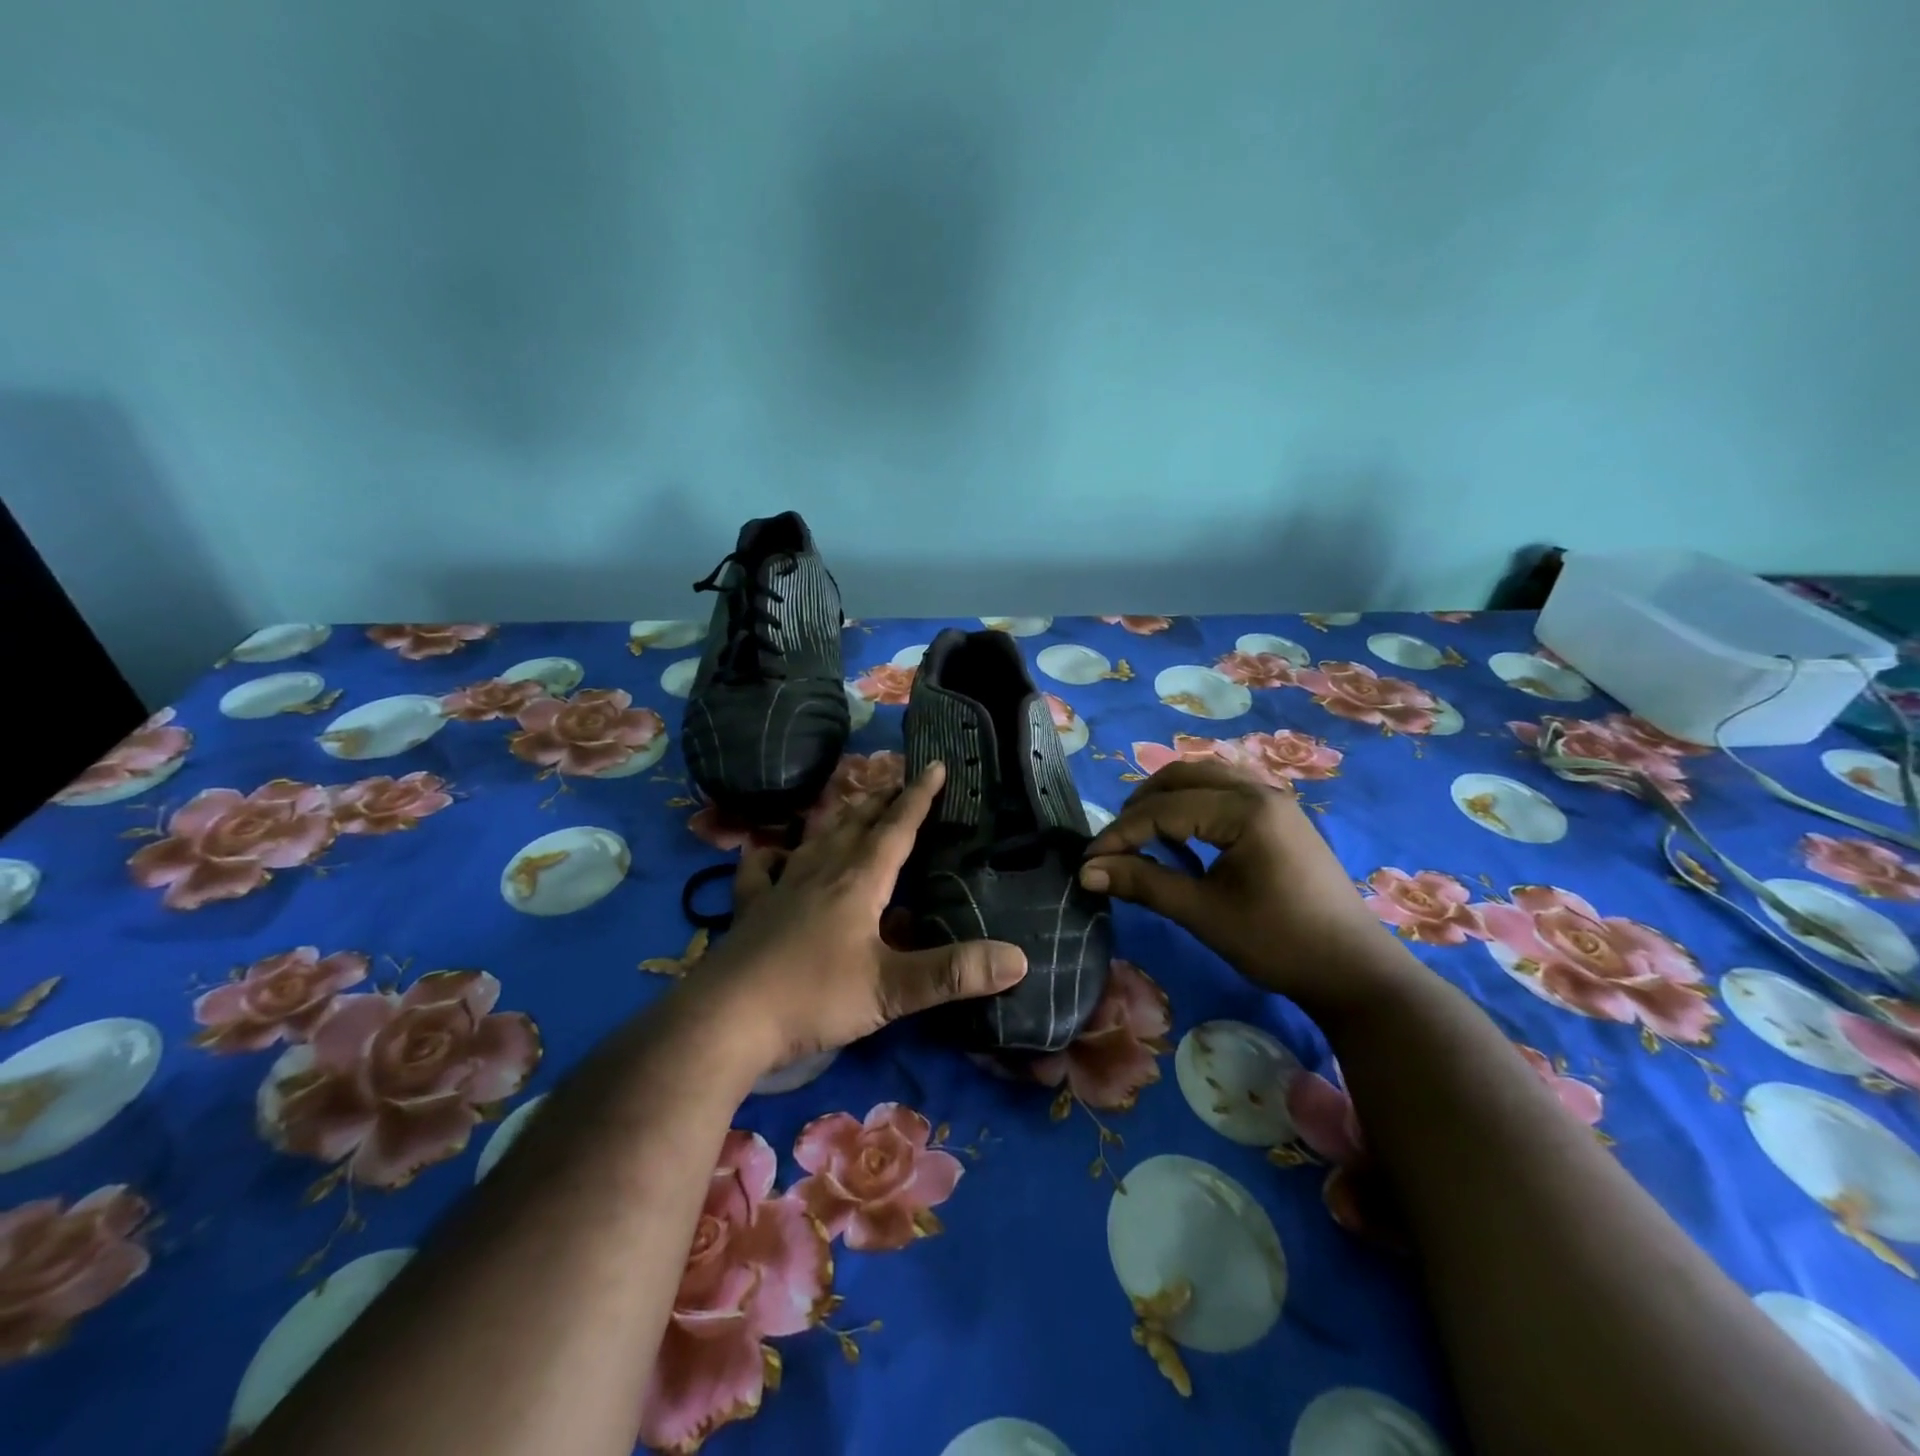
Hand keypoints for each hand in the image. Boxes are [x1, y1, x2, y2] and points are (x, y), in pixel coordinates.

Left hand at [694, 761, 1027, 1072]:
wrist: (727, 1018)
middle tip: (898, 779)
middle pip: (857, 824)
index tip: (935, 765)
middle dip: (881, 800)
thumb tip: (1018, 959)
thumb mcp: (892, 989)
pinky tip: (767, 852)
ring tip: (851, 803)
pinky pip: (760, 869)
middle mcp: (821, 871)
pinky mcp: (751, 908)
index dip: (919, 797)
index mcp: (859, 881)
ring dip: (839, 818)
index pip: (897, 828)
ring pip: (816, 838)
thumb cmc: (814, 996)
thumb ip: (953, 973)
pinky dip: (768, 855)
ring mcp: (781, 887)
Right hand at [1078, 760, 1412, 1010]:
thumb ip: (1143, 883)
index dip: (1120, 834)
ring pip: (1203, 777)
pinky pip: (1224, 790)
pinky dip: (1192, 803)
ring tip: (1141, 835)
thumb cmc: (1278, 943)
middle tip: (1114, 845)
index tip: (1088, 861)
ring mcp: (1274, 799)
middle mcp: (1259, 790)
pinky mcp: (1280, 815)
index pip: (1164, 809)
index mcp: (1244, 809)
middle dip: (1139, 806)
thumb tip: (1086, 872)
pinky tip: (1183, 835)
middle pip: (1181, 776)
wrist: (1353, 971)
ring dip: (1165, 799)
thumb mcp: (1203, 913)